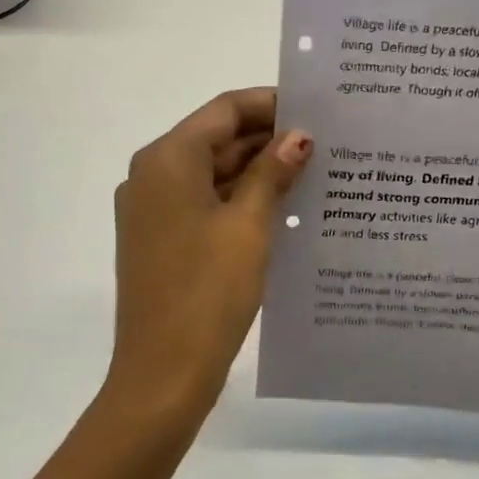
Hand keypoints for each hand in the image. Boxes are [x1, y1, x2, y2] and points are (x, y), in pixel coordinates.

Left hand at [102, 88, 311, 428]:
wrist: (163, 373)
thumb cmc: (207, 291)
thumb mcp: (248, 226)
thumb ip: (271, 173)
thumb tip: (298, 136)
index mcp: (166, 160)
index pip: (224, 111)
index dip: (270, 105)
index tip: (316, 110)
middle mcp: (152, 177)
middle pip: (216, 140)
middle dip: (268, 141)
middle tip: (326, 144)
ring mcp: (154, 212)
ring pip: (212, 175)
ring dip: (257, 173)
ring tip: (314, 174)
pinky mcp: (162, 242)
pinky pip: (205, 205)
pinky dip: (240, 201)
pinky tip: (284, 209)